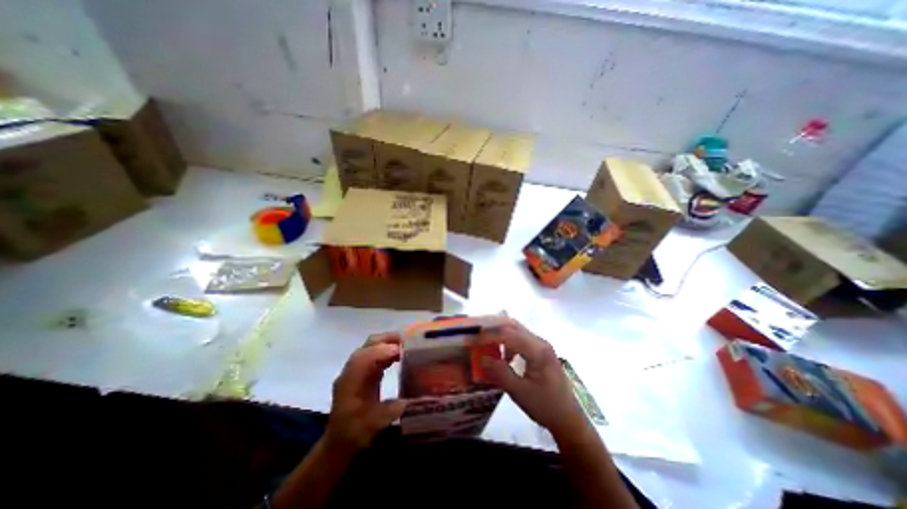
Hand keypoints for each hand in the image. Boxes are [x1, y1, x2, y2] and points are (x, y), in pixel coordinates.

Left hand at [326, 334, 407, 452]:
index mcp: (350, 381)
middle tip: (407, 340)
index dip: (382, 351)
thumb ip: (391, 410)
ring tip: (407, 345)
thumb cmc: (354, 434)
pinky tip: (399, 355)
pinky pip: (375, 354)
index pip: (364, 358)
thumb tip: (411, 398)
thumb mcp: (373, 425)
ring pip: (371, 347)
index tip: (401, 350)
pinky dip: (387, 351)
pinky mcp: (363, 372)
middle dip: (387, 340)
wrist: (339, 443)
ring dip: (388, 343)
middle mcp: (351, 371)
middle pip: (368, 346)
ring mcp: (356, 370)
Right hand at [475, 322, 587, 436]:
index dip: (488, 336)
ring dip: (499, 333)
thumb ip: (500, 372)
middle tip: (476, 335)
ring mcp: (541, 345)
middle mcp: (540, 342)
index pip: (508, 334)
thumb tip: (481, 357)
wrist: (568, 418)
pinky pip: (520, 338)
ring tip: (485, 343)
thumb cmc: (545, 406)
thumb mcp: (519, 392)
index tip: (472, 341)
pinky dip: (507, 341)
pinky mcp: (540, 351)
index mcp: (537, 350)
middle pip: (512, 325)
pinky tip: (502, 356)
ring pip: (516, 330)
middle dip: (492, 327)